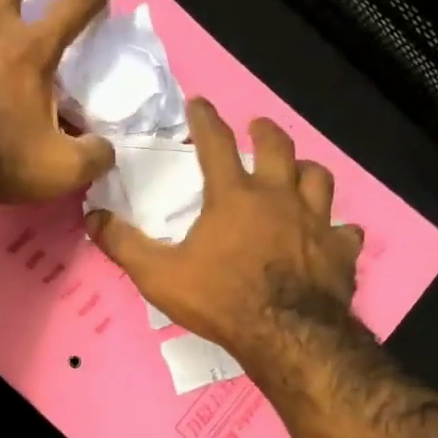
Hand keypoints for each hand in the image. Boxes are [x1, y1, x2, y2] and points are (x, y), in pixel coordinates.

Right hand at [85, 98, 365, 363]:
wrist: (285, 335)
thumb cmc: (220, 300)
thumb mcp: (159, 276)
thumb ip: (125, 245)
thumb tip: (92, 217)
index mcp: (234, 196)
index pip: (216, 143)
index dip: (206, 119)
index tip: (200, 103)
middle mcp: (279, 197)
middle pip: (278, 147)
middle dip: (265, 130)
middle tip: (258, 126)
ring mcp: (316, 221)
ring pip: (319, 178)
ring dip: (306, 170)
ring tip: (298, 171)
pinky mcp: (340, 251)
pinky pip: (345, 230)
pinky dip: (337, 229)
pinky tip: (333, 235)